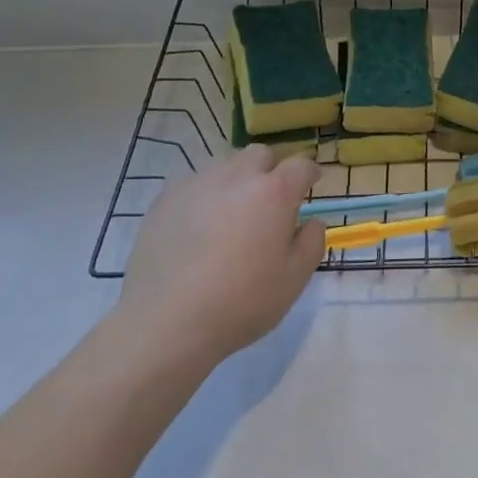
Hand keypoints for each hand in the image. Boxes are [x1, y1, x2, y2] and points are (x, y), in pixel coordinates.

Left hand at [112, 146, 325, 375]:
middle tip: (268, 201)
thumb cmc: (241, 302)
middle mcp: (238, 176)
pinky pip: (192, 182)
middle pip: (260, 155)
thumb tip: (311, 222)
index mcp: (275, 191)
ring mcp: (198, 183)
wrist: (167, 323)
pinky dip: (202, 195)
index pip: (301, 165)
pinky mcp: (165, 198)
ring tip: (229, 213)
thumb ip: (311, 242)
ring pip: (225, 165)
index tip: (310, 184)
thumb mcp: (294, 279)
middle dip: (270, 170)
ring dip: (235, 180)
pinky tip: (196, 224)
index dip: (309, 173)